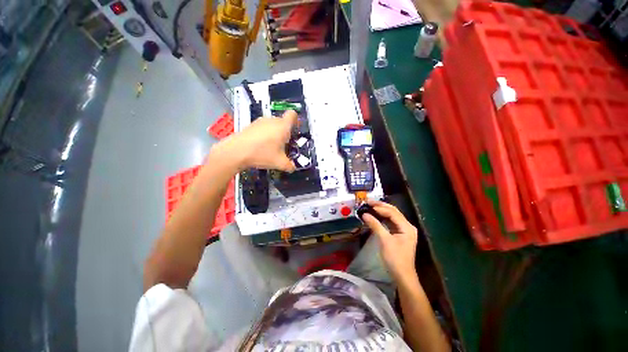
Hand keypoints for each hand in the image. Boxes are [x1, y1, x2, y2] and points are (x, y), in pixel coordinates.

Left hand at [216, 110, 297, 171]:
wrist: (236, 151)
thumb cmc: (262, 154)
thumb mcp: (279, 163)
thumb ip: (290, 166)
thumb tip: (293, 168)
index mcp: (283, 127)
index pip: (293, 115)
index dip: (296, 121)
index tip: (294, 132)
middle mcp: (273, 120)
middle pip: (283, 122)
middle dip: (285, 132)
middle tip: (283, 145)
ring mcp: (261, 121)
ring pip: (273, 125)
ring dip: (275, 133)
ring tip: (270, 147)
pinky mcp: (251, 124)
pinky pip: (263, 127)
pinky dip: (265, 134)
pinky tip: (260, 145)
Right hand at [362, 200, 418, 282]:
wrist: (402, 275)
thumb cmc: (395, 258)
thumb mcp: (384, 241)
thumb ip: (375, 225)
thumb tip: (364, 214)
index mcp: (407, 227)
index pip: (392, 213)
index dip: (380, 208)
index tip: (368, 206)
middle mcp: (407, 226)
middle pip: (393, 211)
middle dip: (381, 206)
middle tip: (368, 202)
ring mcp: (404, 230)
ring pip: (392, 215)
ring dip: (381, 210)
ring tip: (370, 206)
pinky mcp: (400, 234)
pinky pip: (391, 222)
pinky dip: (383, 217)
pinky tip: (375, 215)